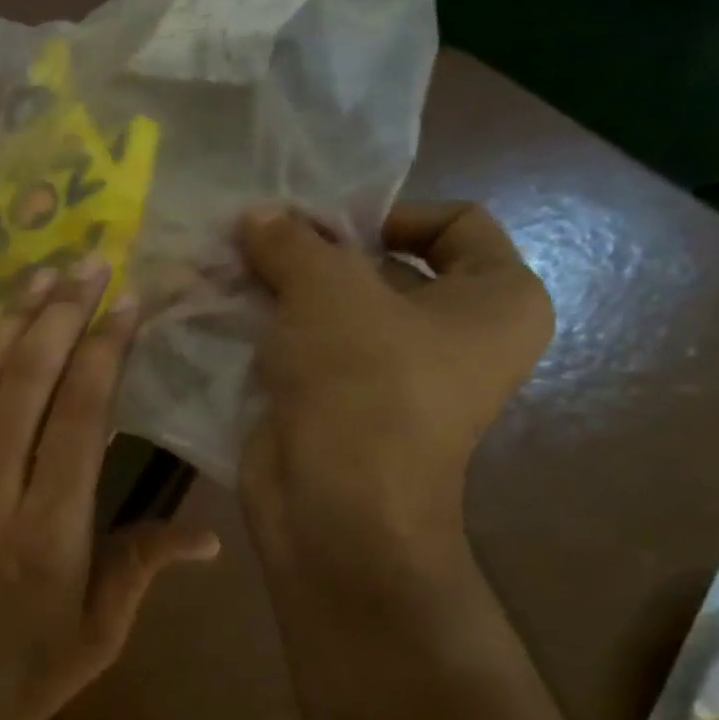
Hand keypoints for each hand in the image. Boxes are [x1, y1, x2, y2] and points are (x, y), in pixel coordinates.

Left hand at [0, 260, 219, 719]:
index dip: (104, 350)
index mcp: (51, 529)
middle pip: (26, 382)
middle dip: (60, 316)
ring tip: (38, 277)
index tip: (126, 302)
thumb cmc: (15, 681)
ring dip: (10, 325)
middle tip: (87, 263)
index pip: (81, 415)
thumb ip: (139, 570)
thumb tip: (205, 533)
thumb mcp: (94, 639)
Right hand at [236, 202, 553, 566]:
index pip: (454, 223)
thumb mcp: (327, 290)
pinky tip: (223, 315)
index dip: (386, 212)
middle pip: (382, 269)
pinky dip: (270, 333)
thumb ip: (292, 243)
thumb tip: (257, 216)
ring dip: (282, 292)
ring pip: (334, 313)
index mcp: (495, 301)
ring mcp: (393, 377)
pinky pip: (306, 352)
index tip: (320, 225)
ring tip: (228, 273)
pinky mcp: (339, 405)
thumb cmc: (362, 384)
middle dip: (315, 254)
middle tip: (255, 242)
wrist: (335, 507)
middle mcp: (452, 338)